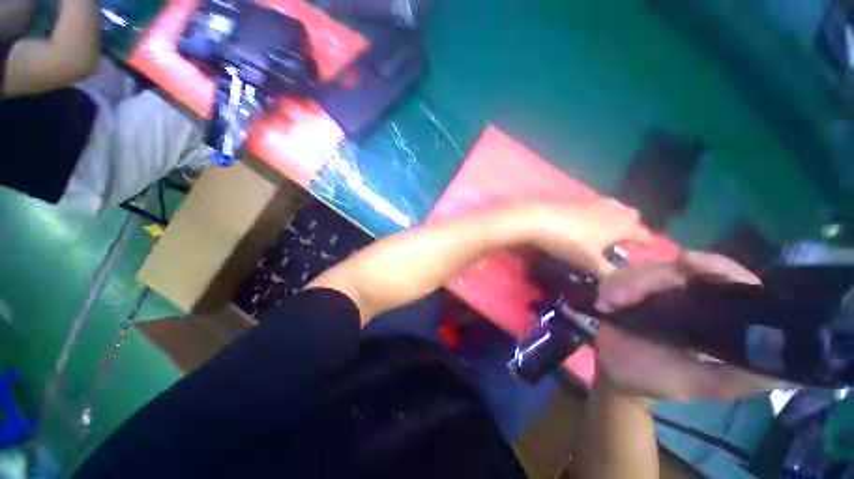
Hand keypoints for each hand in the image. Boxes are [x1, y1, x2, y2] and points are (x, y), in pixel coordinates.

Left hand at [532, 199, 650, 276]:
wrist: (539, 220)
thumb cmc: (569, 242)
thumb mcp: (590, 263)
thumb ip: (609, 274)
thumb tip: (620, 285)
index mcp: (624, 225)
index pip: (644, 234)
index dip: (647, 244)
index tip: (647, 251)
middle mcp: (615, 210)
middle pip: (633, 217)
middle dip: (634, 228)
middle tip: (625, 242)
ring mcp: (596, 202)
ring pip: (617, 208)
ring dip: (618, 219)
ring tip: (608, 233)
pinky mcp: (580, 200)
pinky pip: (600, 206)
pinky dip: (601, 214)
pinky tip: (590, 223)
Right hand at [593, 251, 777, 400]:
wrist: (617, 375)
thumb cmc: (659, 381)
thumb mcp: (700, 384)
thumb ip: (737, 377)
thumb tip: (785, 368)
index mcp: (713, 314)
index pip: (726, 279)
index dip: (713, 266)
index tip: (688, 261)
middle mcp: (687, 296)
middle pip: (674, 270)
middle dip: (645, 280)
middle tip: (621, 298)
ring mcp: (655, 291)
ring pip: (642, 271)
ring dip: (623, 285)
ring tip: (609, 303)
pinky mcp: (628, 290)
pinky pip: (619, 278)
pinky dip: (610, 287)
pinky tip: (604, 302)